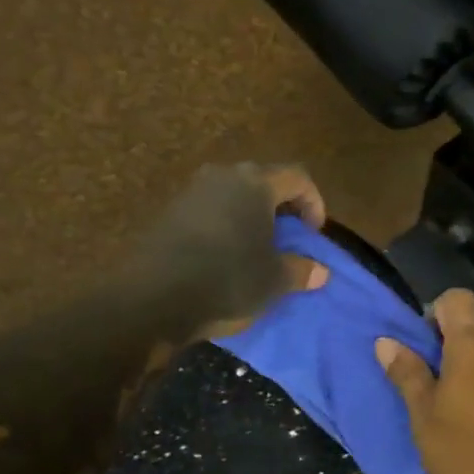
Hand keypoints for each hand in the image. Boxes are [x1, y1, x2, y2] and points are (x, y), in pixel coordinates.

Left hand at [130, 163, 329, 341]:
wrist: (154, 298)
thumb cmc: (227, 280)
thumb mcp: (274, 281)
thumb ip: (301, 270)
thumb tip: (320, 271)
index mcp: (255, 183)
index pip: (297, 177)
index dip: (314, 202)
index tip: (313, 235)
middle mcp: (223, 176)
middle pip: (263, 180)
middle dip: (281, 206)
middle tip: (289, 237)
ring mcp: (192, 191)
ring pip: (233, 194)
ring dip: (250, 215)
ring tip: (256, 247)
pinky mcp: (169, 211)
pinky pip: (209, 209)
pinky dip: (225, 225)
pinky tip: (224, 255)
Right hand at [375, 289, 473, 473]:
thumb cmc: (471, 453)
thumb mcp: (425, 419)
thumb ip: (408, 376)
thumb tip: (386, 341)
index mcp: (472, 346)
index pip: (456, 299)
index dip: (434, 312)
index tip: (420, 345)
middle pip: (469, 333)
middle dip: (444, 353)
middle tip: (424, 392)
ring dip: (465, 378)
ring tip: (448, 418)